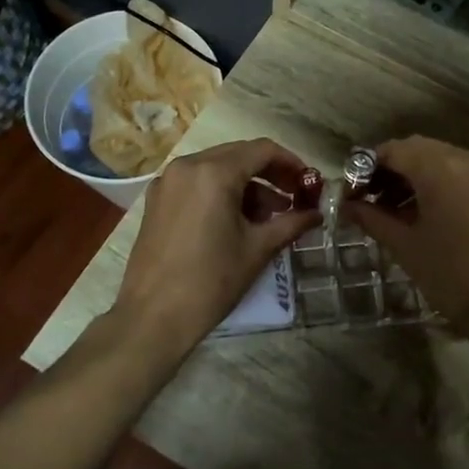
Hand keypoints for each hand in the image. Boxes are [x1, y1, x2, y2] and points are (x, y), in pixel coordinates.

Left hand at [111, 139, 320, 356]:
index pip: (262, 150)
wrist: (152, 317)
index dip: (291, 163)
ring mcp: (167, 182)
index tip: (309, 183)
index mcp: (214, 172)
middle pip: (238, 154)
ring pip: (216, 168)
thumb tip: (316, 214)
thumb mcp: (257, 249)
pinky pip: (196, 183)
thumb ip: (291, 223)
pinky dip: (220, 192)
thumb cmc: (210, 281)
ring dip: (246, 184)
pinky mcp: (156, 200)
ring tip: (269, 216)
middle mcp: (187, 166)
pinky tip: (236, 220)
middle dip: (269, 173)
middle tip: (294, 197)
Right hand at [342, 136, 468, 355]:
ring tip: (396, 208)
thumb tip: (347, 206)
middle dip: (392, 169)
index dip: (367, 167)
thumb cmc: (451, 276)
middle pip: (419, 150)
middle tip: (370, 198)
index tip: (352, 192)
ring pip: (443, 159)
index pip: (394, 150)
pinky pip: (465, 173)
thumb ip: (372, 217)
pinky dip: (442, 182)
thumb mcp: (404, 245)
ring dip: (416, 175)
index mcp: (440, 168)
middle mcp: (468, 159)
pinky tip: (429, 211)